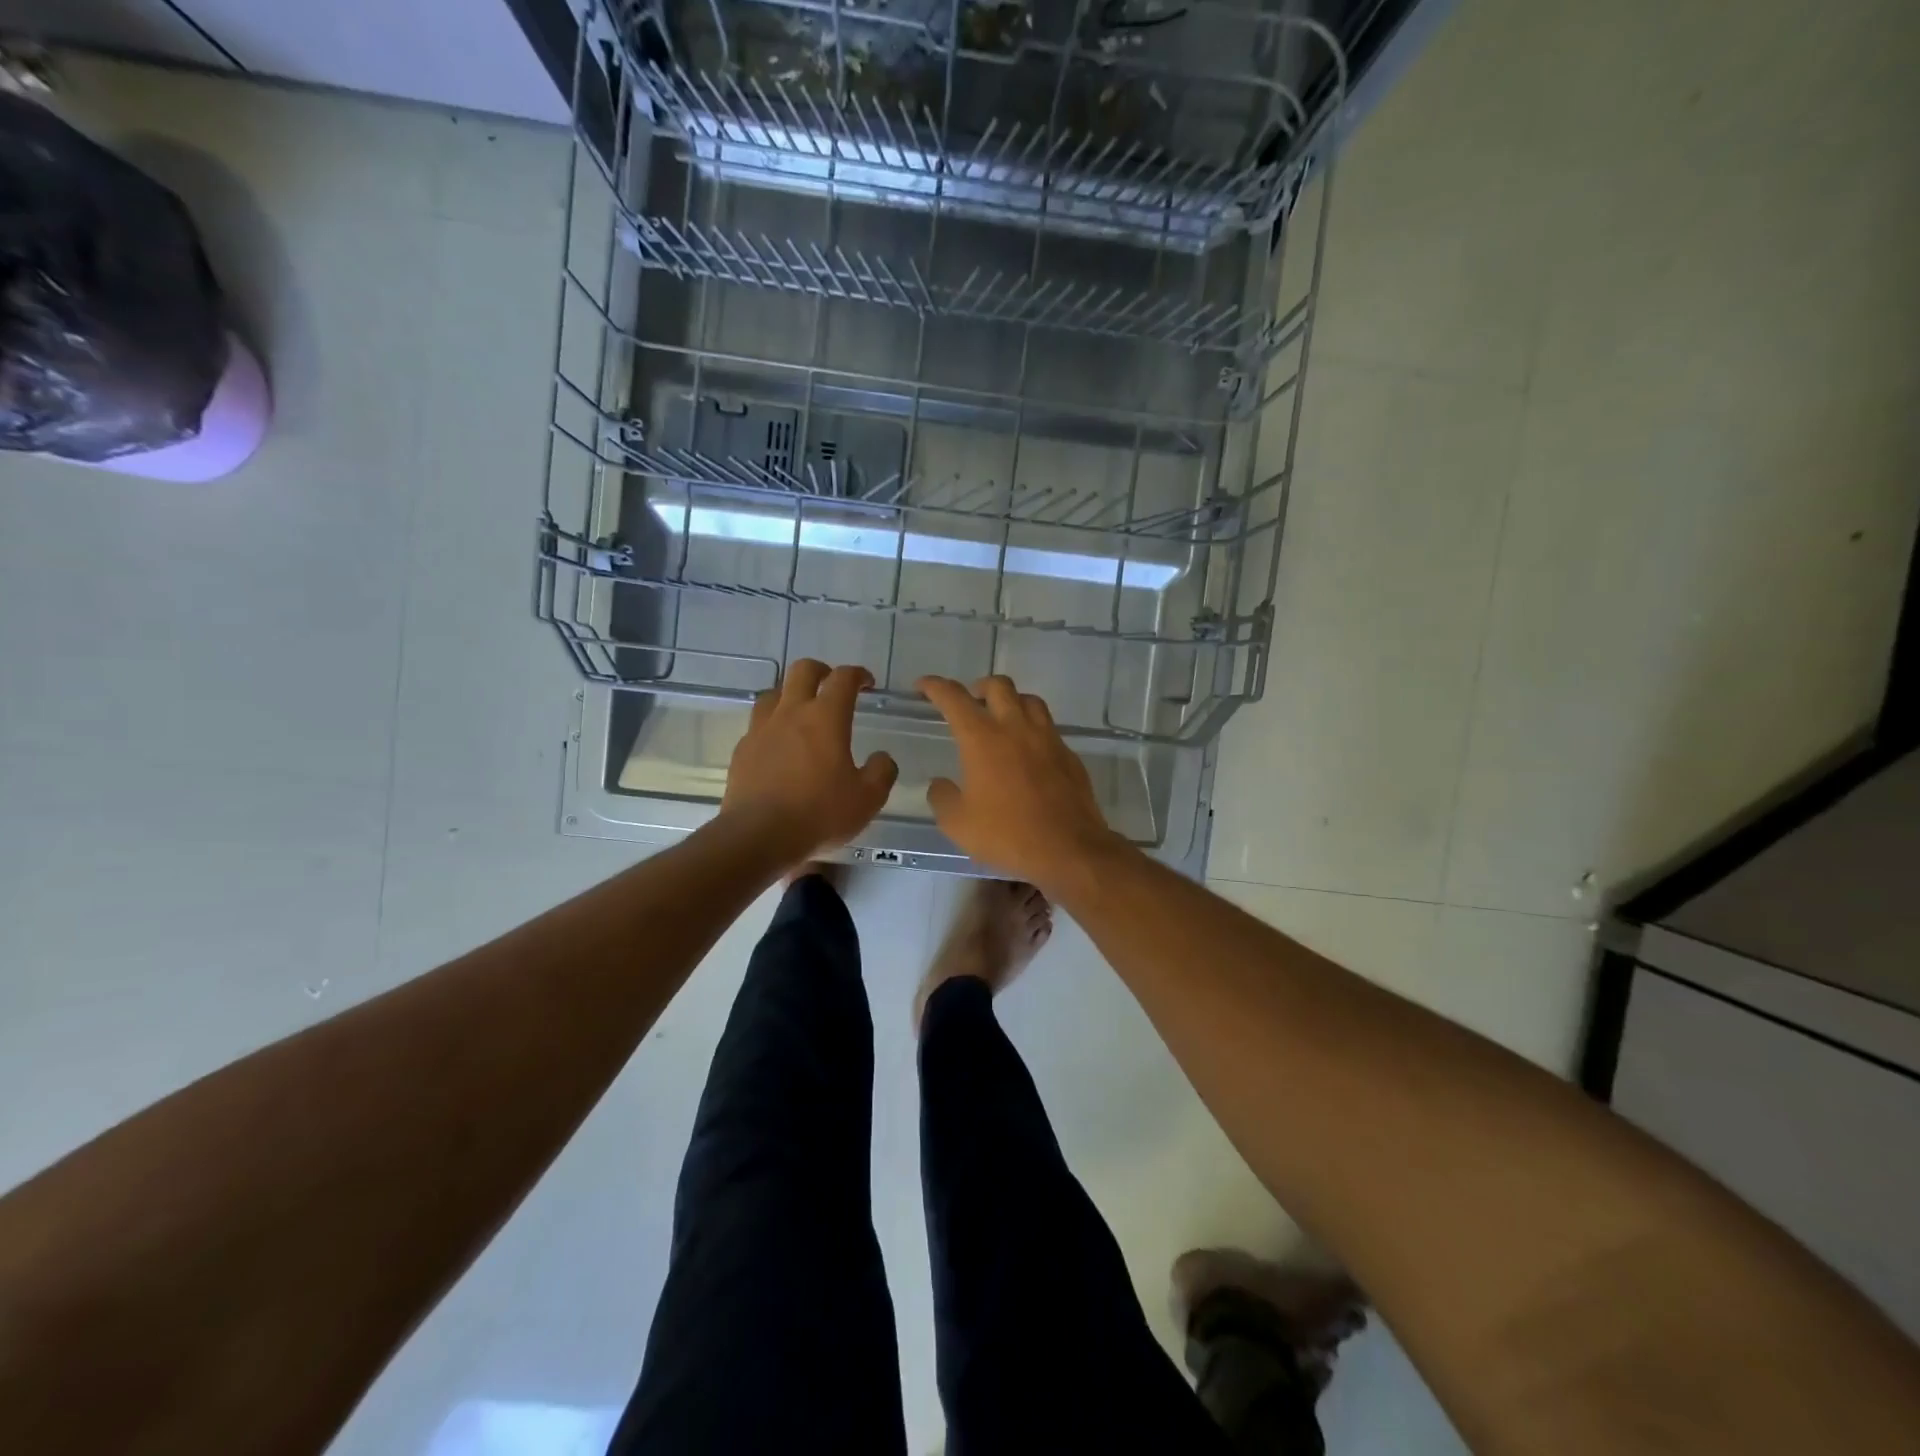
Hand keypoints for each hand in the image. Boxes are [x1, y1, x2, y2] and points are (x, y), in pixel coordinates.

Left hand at [723, 661, 897, 864]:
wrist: (758, 836)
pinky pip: (758, 724)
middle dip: (821, 671)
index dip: (858, 675)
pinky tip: (779, 745)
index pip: (843, 678)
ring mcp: (761, 729)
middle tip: (832, 685)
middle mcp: (791, 713)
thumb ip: (881, 772)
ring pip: (774, 692)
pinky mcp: (742, 750)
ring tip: (802, 712)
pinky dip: (772, 724)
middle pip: (803, 670)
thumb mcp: (867, 799)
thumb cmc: (819, 814)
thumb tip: (882, 758)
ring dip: (791, 694)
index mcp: (826, 717)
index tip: (867, 683)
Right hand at [917, 674, 1123, 888]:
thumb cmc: (1006, 834)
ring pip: (1029, 701)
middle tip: (969, 701)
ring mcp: (1048, 739)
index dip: (935, 687)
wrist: (1068, 849)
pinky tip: (1028, 752)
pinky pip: (1049, 729)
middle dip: (979, 687)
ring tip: (1002, 718)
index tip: (923, 686)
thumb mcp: (957, 823)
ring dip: (1011, 701)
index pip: (954, 698)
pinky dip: (1033, 729)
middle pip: (999, 686)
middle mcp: (1016, 728)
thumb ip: (943, 797)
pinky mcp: (1069, 756)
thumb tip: (941, 784)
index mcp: (983, 738)